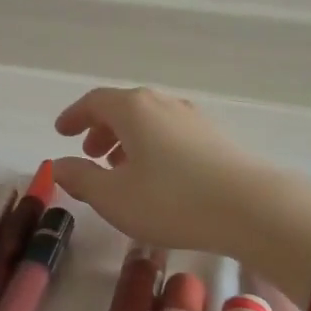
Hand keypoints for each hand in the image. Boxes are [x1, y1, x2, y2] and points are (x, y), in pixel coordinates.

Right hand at [54, 86, 310, 255]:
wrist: (252, 208)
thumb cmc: (171, 200)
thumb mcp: (113, 196)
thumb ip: (81, 178)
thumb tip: (58, 165)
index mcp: (133, 109)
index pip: (94, 101)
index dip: (74, 116)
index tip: (61, 132)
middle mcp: (163, 104)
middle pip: (124, 107)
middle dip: (102, 129)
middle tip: (90, 153)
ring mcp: (194, 119)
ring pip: (150, 121)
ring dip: (128, 140)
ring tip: (122, 169)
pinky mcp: (217, 138)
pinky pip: (172, 133)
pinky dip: (154, 147)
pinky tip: (159, 177)